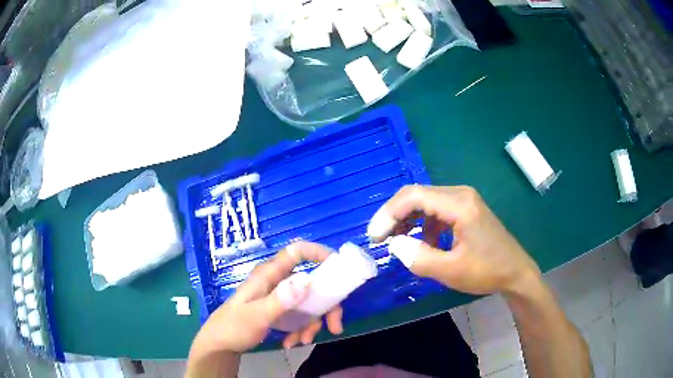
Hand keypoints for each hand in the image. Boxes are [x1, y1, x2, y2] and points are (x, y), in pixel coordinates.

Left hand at [191, 241, 343, 353]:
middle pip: (312, 283)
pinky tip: (291, 342)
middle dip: (325, 306)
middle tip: (334, 326)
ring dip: (312, 323)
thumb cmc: (234, 326)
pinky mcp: (279, 310)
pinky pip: (299, 316)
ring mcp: (279, 296)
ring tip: (302, 341)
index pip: (297, 251)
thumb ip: (280, 300)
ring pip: (308, 303)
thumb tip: (307, 280)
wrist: (221, 344)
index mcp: (270, 274)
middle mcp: (277, 281)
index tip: (339, 270)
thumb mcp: (257, 316)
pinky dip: (301, 329)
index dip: (320, 253)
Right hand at [367, 185, 540, 295]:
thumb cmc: (487, 271)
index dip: (389, 214)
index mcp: (459, 204)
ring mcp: (464, 200)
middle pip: (417, 195)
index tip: (374, 237)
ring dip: (406, 219)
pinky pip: (435, 210)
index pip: (413, 196)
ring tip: (395, 240)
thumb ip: (418, 258)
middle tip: (379, 239)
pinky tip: (422, 242)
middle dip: (394, 216)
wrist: (515, 272)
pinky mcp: (465, 209)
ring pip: (425, 201)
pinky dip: (422, 223)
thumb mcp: (451, 271)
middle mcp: (460, 194)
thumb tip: (394, 244)